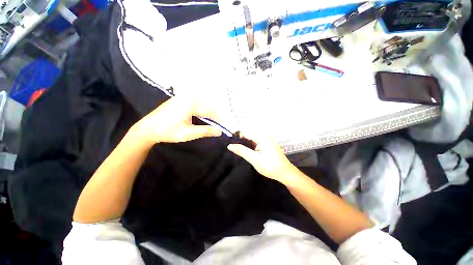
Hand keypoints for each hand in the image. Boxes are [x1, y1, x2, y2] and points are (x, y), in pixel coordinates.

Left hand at [132, 96, 221, 144]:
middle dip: (213, 115)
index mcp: (191, 104)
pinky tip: (200, 116)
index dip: (217, 119)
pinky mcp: (179, 99)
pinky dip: (200, 110)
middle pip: (206, 106)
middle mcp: (188, 97)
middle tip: (217, 125)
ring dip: (207, 112)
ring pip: (201, 104)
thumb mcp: (189, 133)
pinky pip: (195, 103)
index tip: (222, 126)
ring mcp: (182, 97)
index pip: (210, 111)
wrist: (148, 128)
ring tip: (210, 122)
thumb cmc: (169, 131)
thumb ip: (206, 131)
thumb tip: (220, 131)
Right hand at [227, 131, 298, 184]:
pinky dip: (248, 145)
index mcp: (262, 137)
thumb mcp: (254, 159)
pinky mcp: (266, 145)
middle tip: (231, 145)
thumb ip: (242, 151)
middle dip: (239, 138)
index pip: (246, 131)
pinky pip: (255, 142)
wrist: (284, 173)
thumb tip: (229, 145)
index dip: (236, 134)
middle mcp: (264, 136)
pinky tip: (243, 149)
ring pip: (251, 138)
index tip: (227, 138)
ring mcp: (265, 140)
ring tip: (235, 147)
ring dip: (243, 142)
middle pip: (248, 134)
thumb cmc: (270, 166)